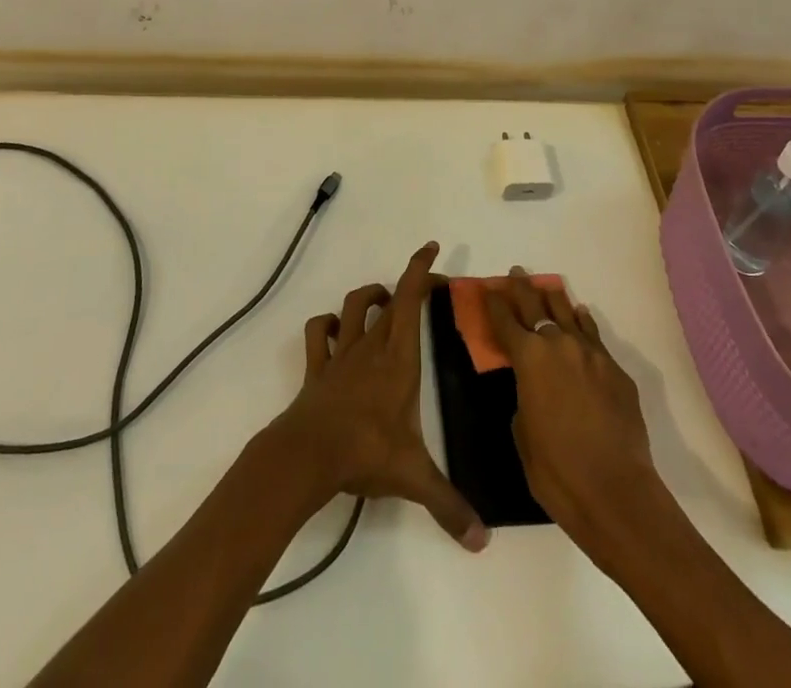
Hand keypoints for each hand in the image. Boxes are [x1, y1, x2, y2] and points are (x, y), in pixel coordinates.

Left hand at [270, 242, 487, 551]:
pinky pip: (319, 333)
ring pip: (354, 307)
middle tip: (426, 287)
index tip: (432, 248)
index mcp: (399, 358)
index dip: (420, 270)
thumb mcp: (414, 477)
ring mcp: (341, 354)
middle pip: (390, 300)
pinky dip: (327, 325)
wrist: (308, 454)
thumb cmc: (365, 452)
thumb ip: (449, 505)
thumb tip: (482, 542)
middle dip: (409, 285)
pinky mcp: (318, 368)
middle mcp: (371, 346)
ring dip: (370, 297)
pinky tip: (336, 330)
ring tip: (384, 300)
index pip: (411, 300)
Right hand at [484, 267, 667, 557]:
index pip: (506, 321)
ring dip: (555, 300)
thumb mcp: (523, 433)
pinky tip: (581, 316)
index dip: (495, 304)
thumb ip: (524, 398)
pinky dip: (583, 324)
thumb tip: (534, 388)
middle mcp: (559, 345)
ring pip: (569, 314)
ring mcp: (592, 355)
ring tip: (547, 287)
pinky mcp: (617, 371)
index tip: (488, 289)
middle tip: (516, 273)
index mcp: (529, 358)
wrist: (617, 493)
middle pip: (536, 306)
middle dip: (522, 289)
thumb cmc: (557, 472)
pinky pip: (594, 336)